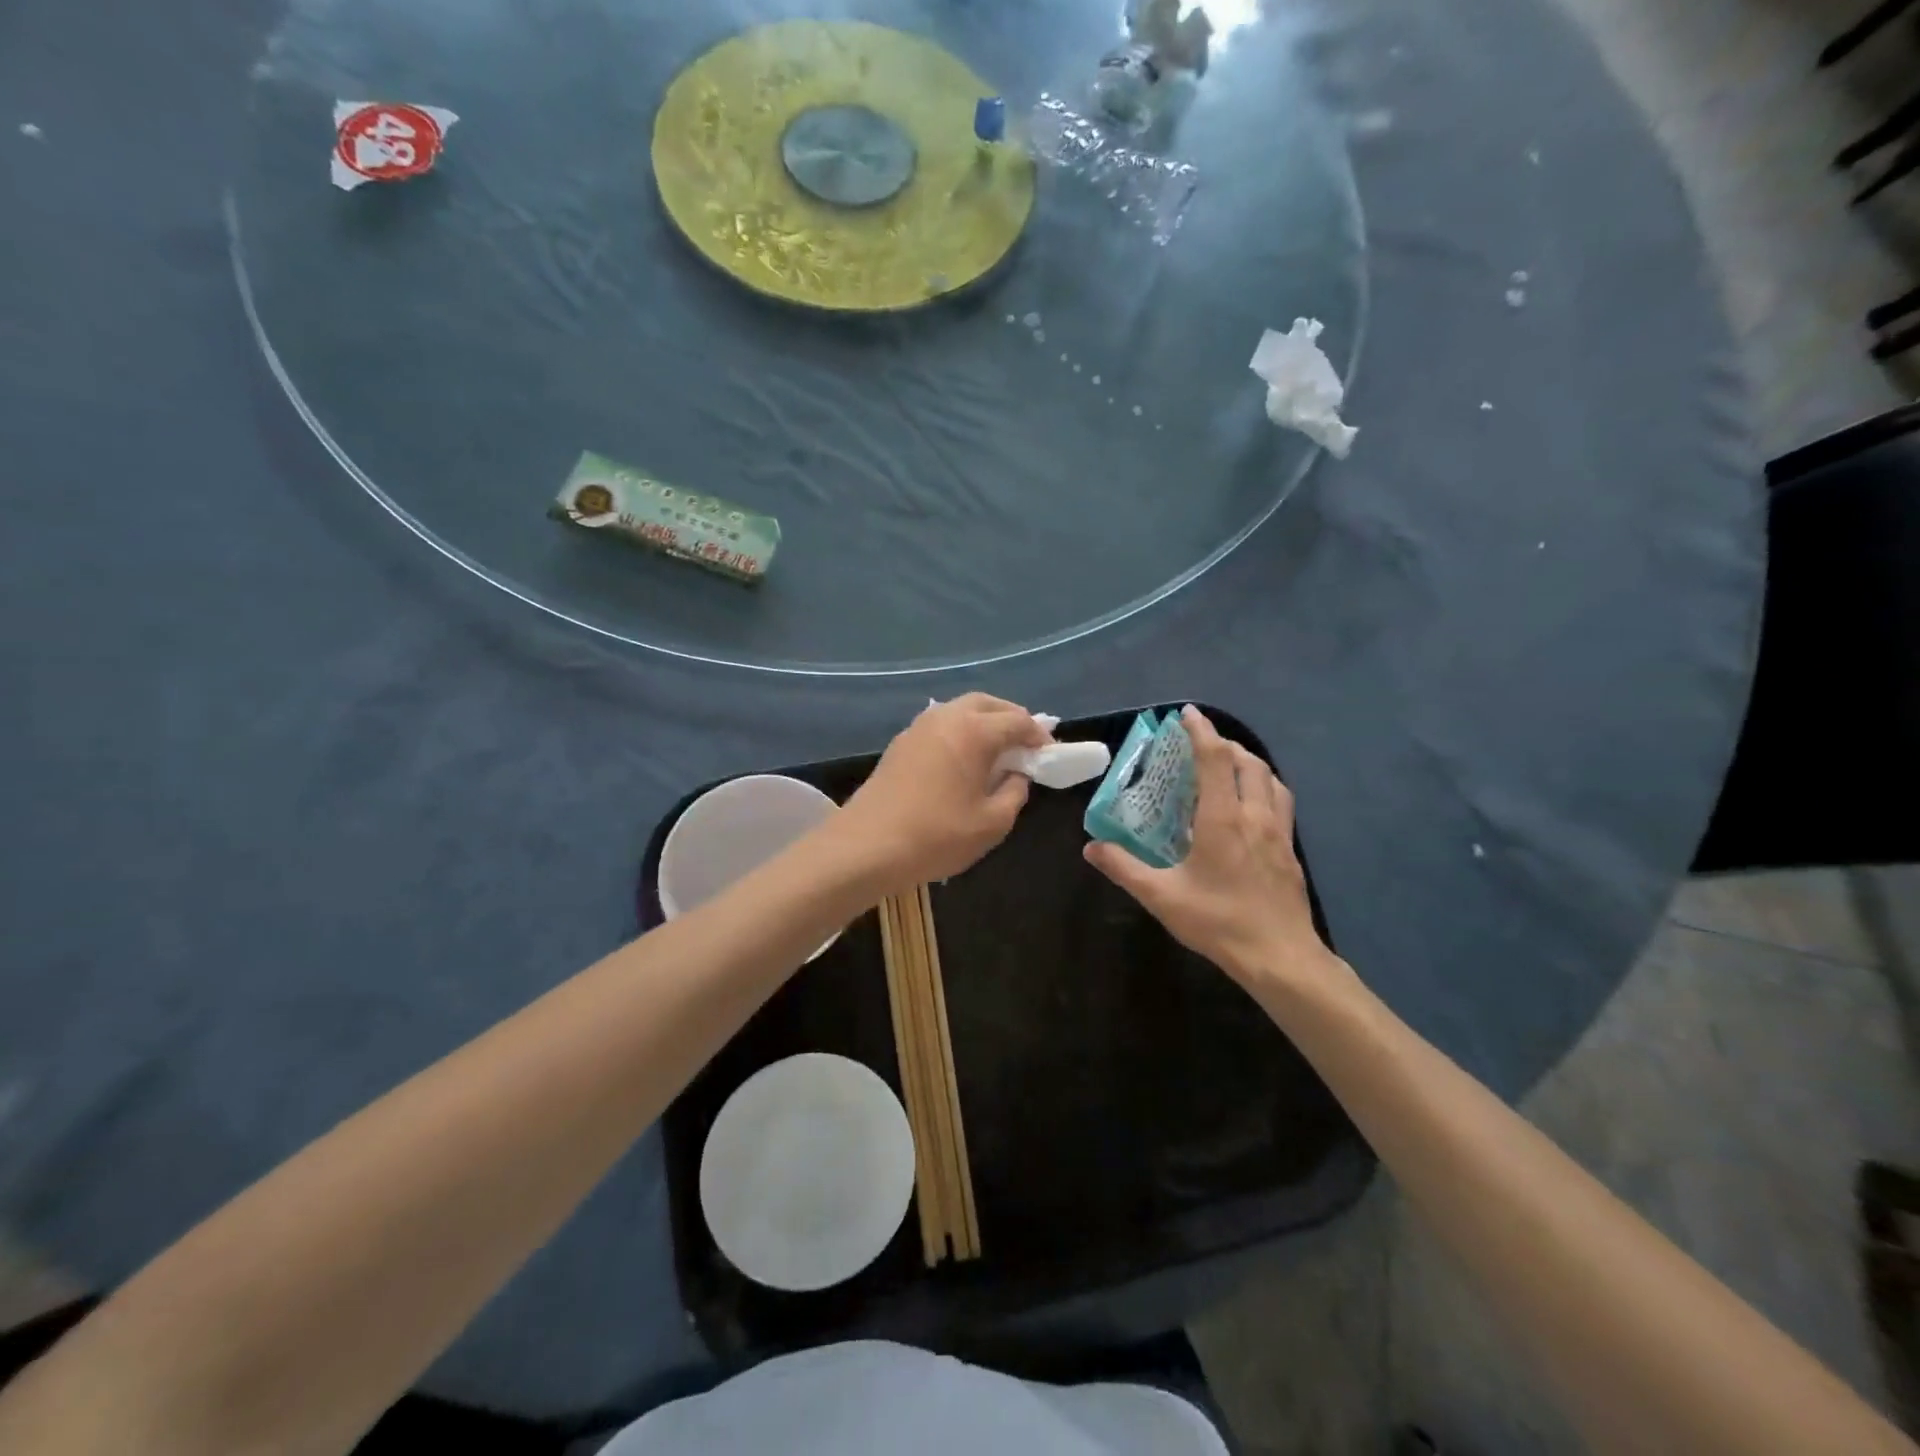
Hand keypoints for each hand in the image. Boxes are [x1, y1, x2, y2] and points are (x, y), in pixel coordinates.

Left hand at [835, 694, 1050, 893]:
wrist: (867, 846)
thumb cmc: (937, 835)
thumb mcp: (993, 822)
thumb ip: (1015, 792)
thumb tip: (1017, 775)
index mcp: (974, 730)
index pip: (1018, 721)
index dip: (1039, 736)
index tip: (1050, 754)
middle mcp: (947, 717)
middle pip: (988, 704)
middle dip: (1011, 718)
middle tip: (1026, 745)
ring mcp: (919, 727)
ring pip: (960, 710)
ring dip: (984, 722)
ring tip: (997, 751)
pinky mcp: (901, 743)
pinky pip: (941, 725)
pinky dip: (960, 732)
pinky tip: (963, 759)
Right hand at [1084, 706, 1347, 996]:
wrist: (1281, 957)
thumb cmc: (1219, 922)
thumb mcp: (1161, 897)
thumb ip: (1123, 868)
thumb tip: (1091, 847)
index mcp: (1223, 818)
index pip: (1215, 759)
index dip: (1201, 732)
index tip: (1187, 714)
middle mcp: (1255, 815)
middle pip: (1248, 761)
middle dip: (1225, 744)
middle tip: (1201, 745)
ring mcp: (1280, 832)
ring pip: (1270, 779)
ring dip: (1248, 763)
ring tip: (1227, 768)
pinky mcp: (1291, 850)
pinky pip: (1281, 802)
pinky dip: (1263, 788)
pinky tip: (1250, 808)